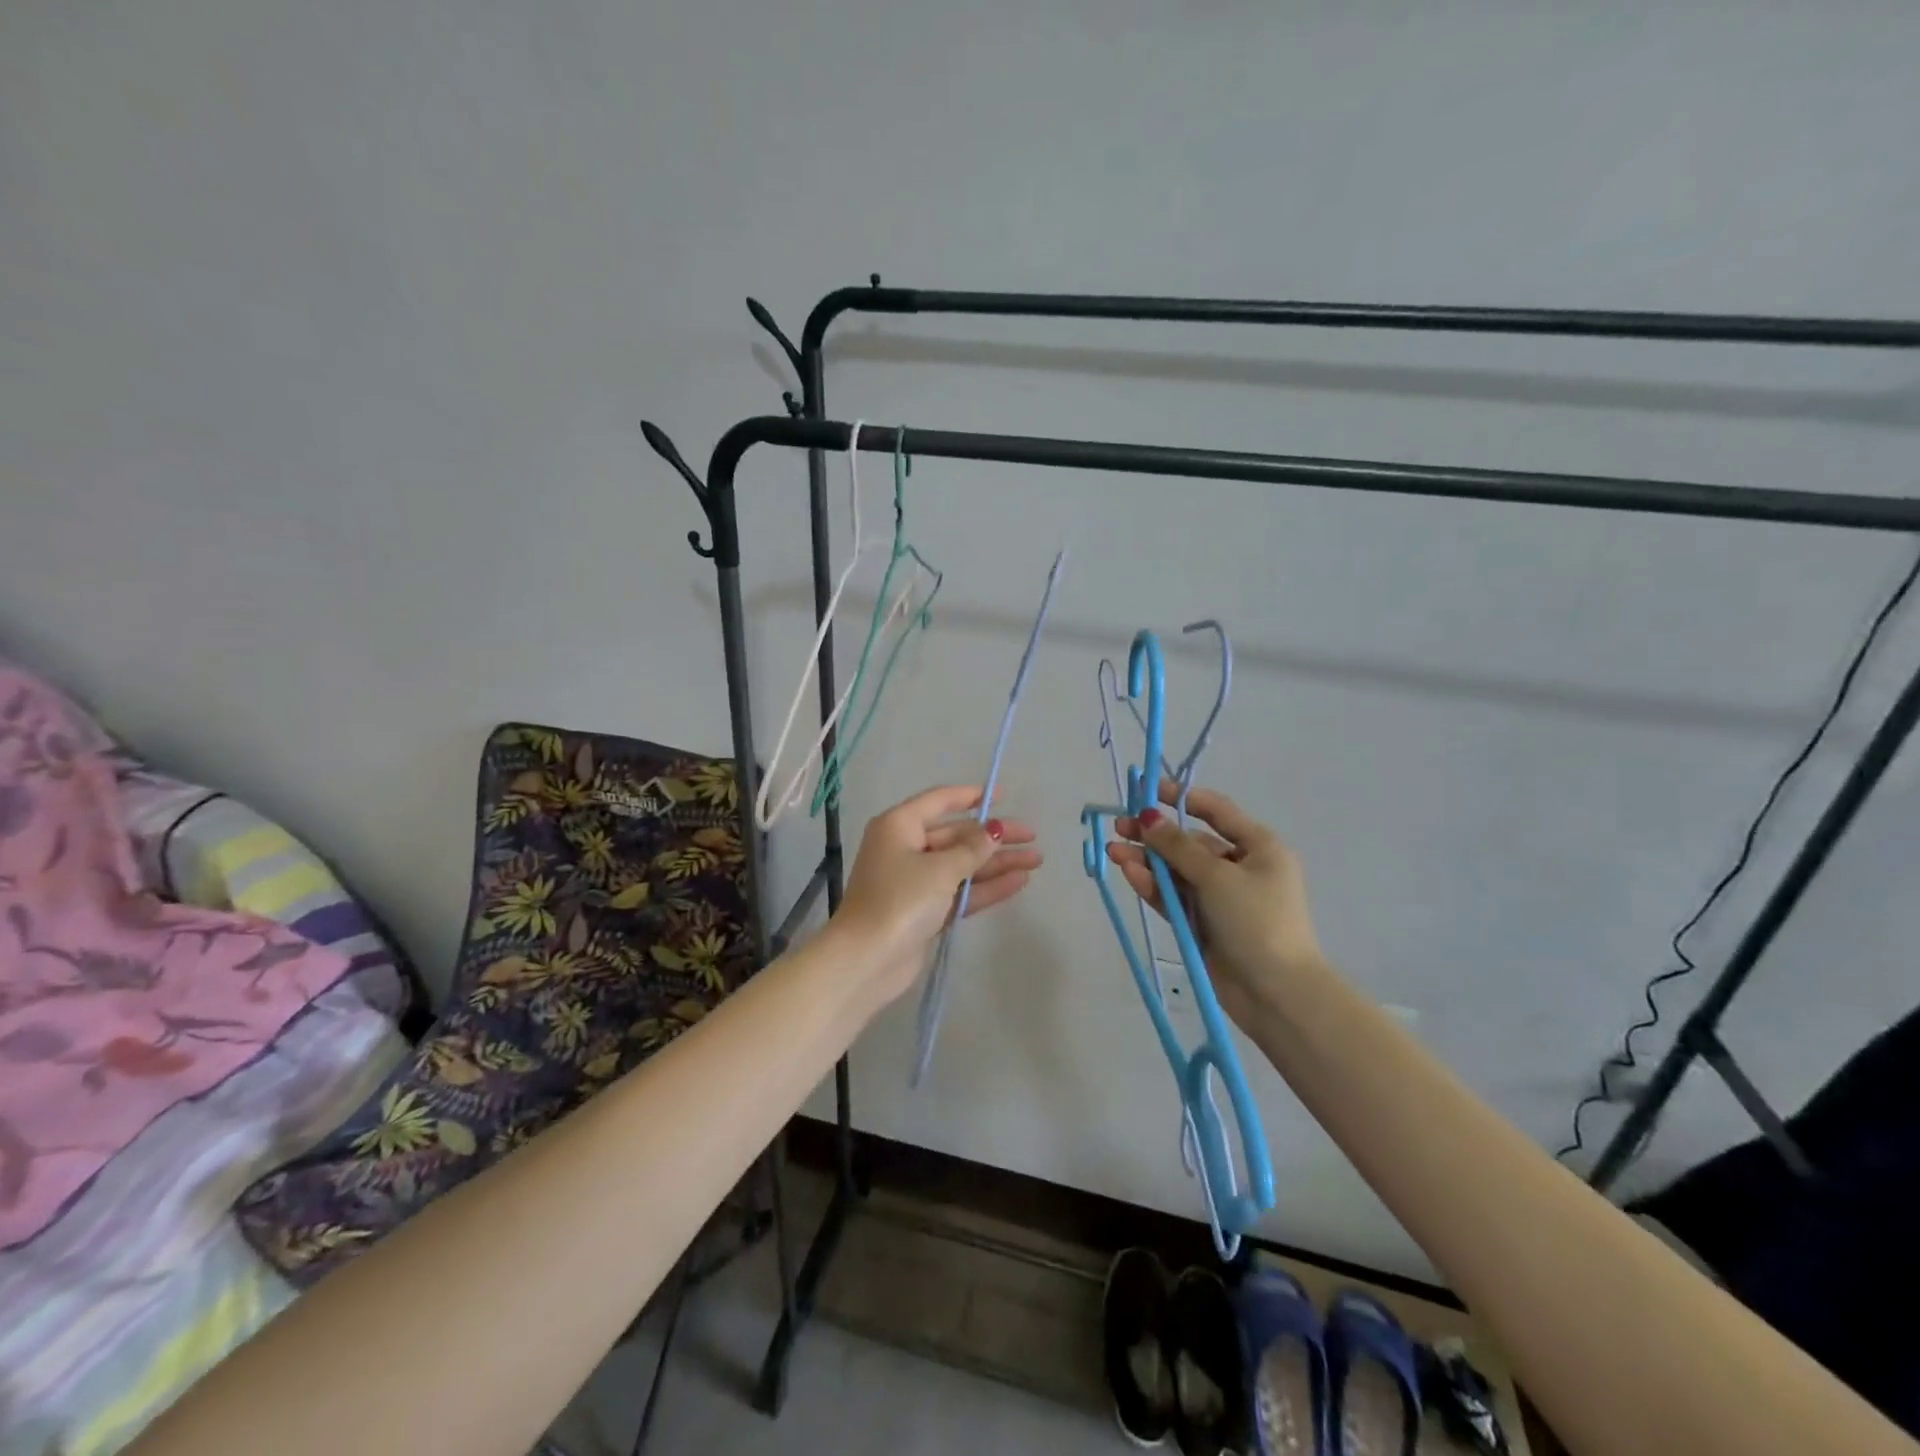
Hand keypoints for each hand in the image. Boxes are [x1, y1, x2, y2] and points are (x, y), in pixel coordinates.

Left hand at [831, 785, 1041, 1006]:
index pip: (940, 801)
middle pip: (956, 835)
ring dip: (996, 863)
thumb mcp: (940, 869)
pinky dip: (986, 887)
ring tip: (1036, 861)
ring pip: (962, 865)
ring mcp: (915, 882)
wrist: (867, 959)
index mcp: (900, 826)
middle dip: (994, 837)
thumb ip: (972, 848)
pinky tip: (1019, 882)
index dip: (971, 796)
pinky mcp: (924, 911)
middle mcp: (905, 848)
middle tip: (1032, 837)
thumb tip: (994, 831)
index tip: (1003, 795)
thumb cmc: (900, 900)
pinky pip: (960, 891)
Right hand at [1106, 782, 1323, 1030]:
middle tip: (1120, 826)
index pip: (1216, 811)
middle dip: (1155, 834)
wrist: (1276, 994)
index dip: (1181, 797)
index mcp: (1258, 847)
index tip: (1147, 790)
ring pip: (1177, 870)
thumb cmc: (1256, 921)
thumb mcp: (1217, 876)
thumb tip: (1149, 816)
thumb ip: (1178, 846)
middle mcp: (1240, 867)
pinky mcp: (1203, 923)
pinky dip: (1153, 885)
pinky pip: (1173, 896)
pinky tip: (1129, 873)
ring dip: (1147, 860)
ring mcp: (1220, 897)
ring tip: (1113, 851)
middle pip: (1190, 842)